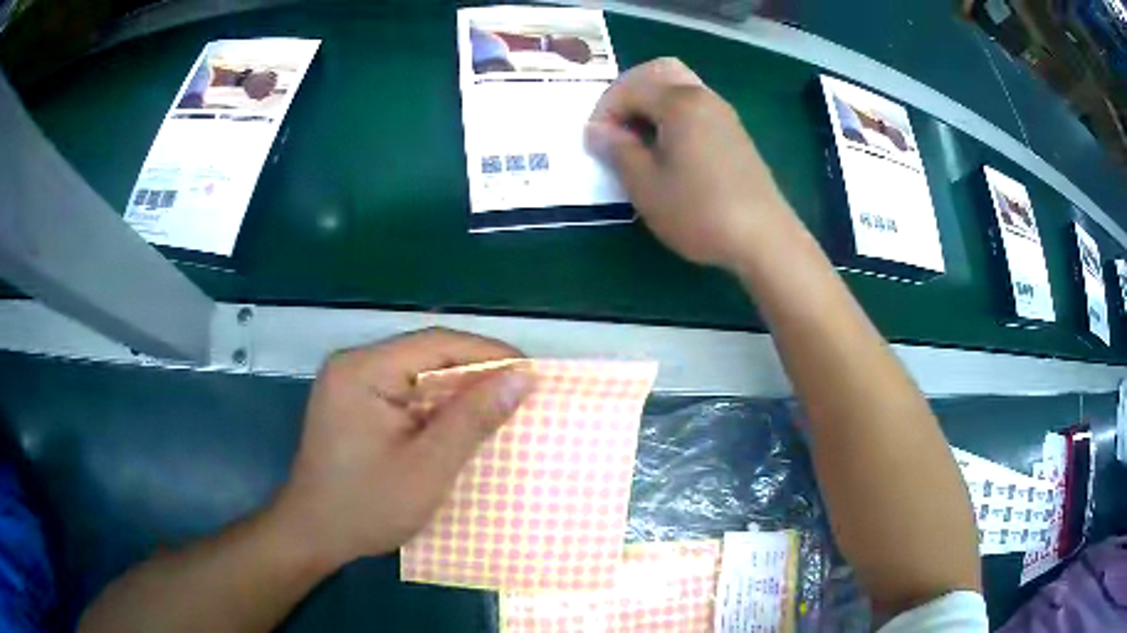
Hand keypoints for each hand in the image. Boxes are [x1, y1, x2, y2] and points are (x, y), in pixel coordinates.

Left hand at [271, 328, 534, 568]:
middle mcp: (353, 364)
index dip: (488, 352)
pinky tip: (458, 424)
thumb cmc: (368, 506)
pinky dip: (435, 406)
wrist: (314, 535)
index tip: (529, 372)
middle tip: (519, 394)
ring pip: (417, 374)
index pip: (436, 343)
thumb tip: (521, 377)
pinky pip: (404, 392)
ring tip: (498, 409)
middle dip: (474, 374)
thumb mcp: (428, 467)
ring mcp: (350, 383)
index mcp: (362, 370)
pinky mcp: (354, 402)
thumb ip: (473, 419)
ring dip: (456, 391)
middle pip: (426, 355)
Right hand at [587, 58, 790, 269]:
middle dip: (630, 91)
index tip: (595, 141)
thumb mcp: (646, 186)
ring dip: (653, 102)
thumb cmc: (699, 211)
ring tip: (639, 138)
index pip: (630, 87)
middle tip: (616, 124)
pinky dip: (674, 114)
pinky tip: (668, 148)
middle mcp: (704, 97)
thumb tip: (596, 130)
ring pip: (681, 87)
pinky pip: (697, 106)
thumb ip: (617, 150)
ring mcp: (724, 114)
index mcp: (680, 102)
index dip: (605, 110)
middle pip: (660, 71)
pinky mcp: (735, 134)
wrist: (764, 238)